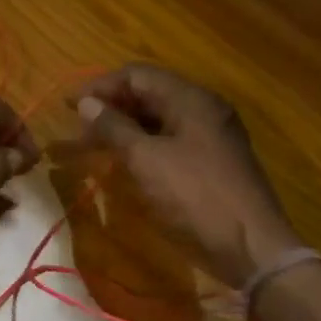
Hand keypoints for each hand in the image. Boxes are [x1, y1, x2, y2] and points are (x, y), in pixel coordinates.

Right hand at [74, 64, 301, 288]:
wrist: (251, 245)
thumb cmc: (195, 196)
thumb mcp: (146, 159)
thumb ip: (114, 128)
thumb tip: (86, 103)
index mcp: (191, 99)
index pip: (138, 75)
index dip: (101, 87)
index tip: (69, 106)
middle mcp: (204, 110)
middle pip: (150, 95)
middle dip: (111, 108)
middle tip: (79, 130)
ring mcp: (210, 137)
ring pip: (159, 121)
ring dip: (125, 129)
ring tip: (94, 146)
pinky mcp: (211, 163)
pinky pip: (170, 142)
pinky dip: (144, 147)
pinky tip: (125, 163)